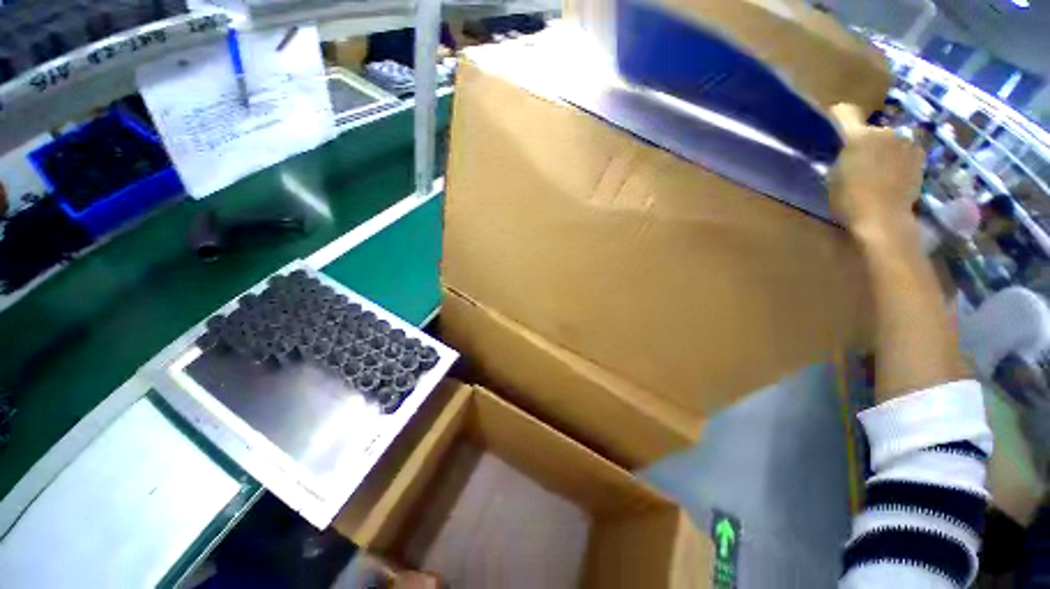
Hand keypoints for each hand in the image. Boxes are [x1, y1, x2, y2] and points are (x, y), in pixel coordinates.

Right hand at [829, 103, 925, 245]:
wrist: (884, 219)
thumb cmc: (849, 200)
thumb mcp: (834, 176)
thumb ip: (841, 155)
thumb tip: (847, 146)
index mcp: (859, 136)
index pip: (845, 112)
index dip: (838, 115)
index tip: (833, 122)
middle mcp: (885, 131)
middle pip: (870, 129)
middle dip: (864, 140)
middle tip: (857, 159)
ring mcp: (906, 143)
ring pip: (889, 140)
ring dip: (882, 149)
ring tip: (876, 170)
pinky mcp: (919, 157)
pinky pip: (904, 151)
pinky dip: (897, 159)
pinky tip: (891, 176)